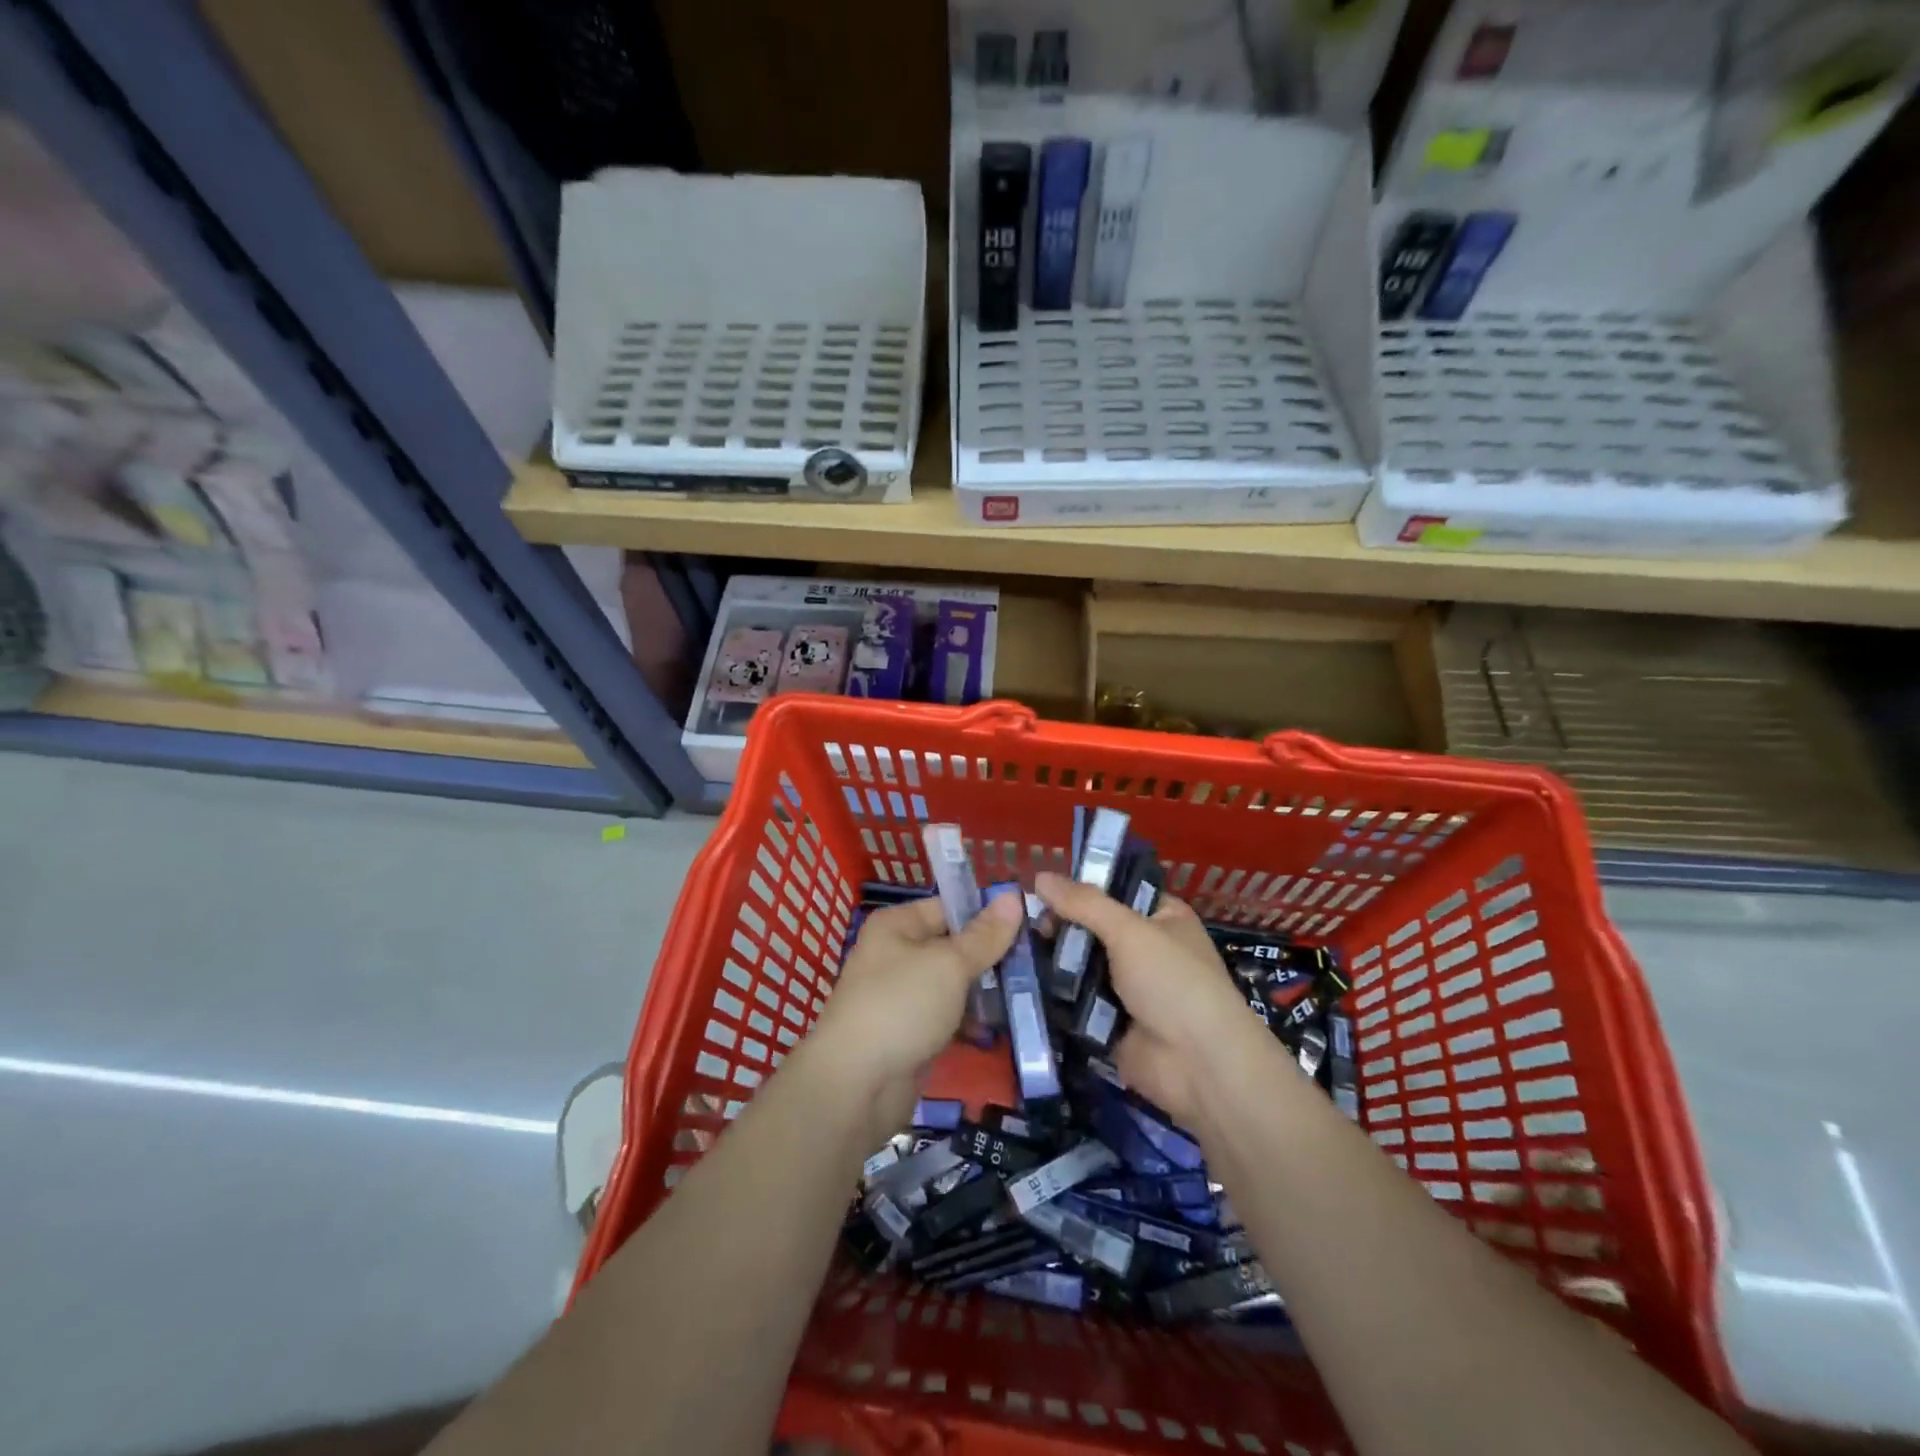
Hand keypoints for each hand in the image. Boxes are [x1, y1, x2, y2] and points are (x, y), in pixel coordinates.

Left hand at [807, 891, 1023, 1139]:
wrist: (857, 1085)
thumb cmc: (901, 1006)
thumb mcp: (949, 964)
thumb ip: (985, 936)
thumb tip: (1013, 895)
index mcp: (897, 926)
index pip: (949, 907)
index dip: (986, 914)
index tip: (1030, 922)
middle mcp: (897, 954)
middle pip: (953, 945)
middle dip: (991, 955)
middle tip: (1036, 961)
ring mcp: (903, 995)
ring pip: (954, 983)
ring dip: (986, 990)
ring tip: (1029, 991)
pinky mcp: (912, 1032)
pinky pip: (949, 1016)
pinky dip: (972, 1020)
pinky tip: (1005, 1024)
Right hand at [1034, 871, 1259, 1124]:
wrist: (1199, 1066)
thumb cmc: (1174, 982)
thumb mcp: (1130, 930)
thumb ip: (1084, 903)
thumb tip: (1039, 875)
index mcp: (1162, 917)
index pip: (1115, 891)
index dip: (1080, 888)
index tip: (1040, 888)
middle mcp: (1145, 948)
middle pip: (1092, 928)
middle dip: (1060, 927)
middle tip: (1026, 926)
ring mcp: (1126, 987)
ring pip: (1080, 964)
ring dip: (1054, 961)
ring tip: (1015, 952)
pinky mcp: (1107, 1021)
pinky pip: (1074, 1000)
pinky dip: (1054, 994)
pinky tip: (1021, 983)